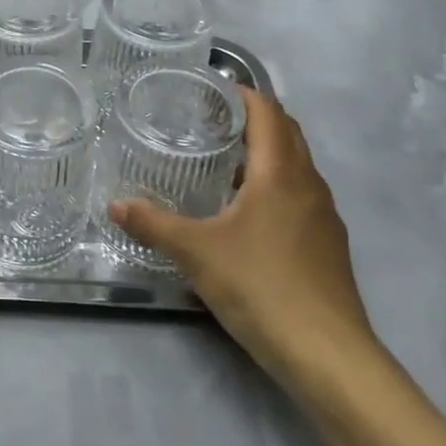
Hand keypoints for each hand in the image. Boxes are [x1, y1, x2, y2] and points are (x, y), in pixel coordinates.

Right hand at [108, 87, 375, 383]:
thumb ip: (154, 224)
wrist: (329, 356)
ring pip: (297, 167)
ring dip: (267, 154)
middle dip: (255, 119)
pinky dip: (277, 186)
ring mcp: (325, 217)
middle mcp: (309, 185)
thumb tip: (115, 204)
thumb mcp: (196, 252)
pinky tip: (248, 214)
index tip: (212, 89)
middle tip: (212, 120)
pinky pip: (301, 197)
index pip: (268, 112)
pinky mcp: (329, 247)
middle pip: (288, 133)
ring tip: (225, 162)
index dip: (243, 94)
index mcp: (281, 173)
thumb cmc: (261, 287)